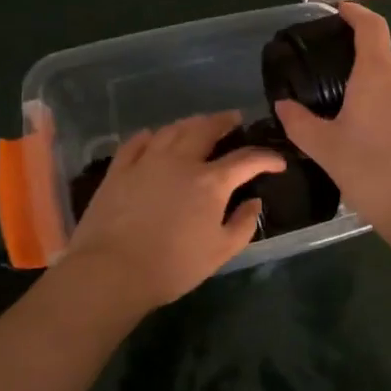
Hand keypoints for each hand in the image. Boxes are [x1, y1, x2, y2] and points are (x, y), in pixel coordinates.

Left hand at [65, 112, 285, 311]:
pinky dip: (151, 135)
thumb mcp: (220, 252)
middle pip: (206, 129)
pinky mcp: (119, 169)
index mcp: (211, 182)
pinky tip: (154, 137)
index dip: (267, 158)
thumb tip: (254, 201)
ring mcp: (147, 161)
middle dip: (224, 121)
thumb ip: (243, 224)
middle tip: (234, 119)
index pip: (247, 159)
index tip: (278, 162)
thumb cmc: (172, 266)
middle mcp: (181, 161)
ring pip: (173, 129)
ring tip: (199, 123)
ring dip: (191, 123)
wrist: (112, 271)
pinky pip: (137, 142)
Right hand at [273, 2, 390, 236]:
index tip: (342, 11)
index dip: (356, 14)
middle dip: (365, 73)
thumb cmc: (371, 171)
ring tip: (369, 130)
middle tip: (343, 99)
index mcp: (378, 72)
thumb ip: (300, 122)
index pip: (370, 27)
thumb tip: (282, 105)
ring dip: (387, 98)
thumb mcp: (325, 149)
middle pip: (385, 62)